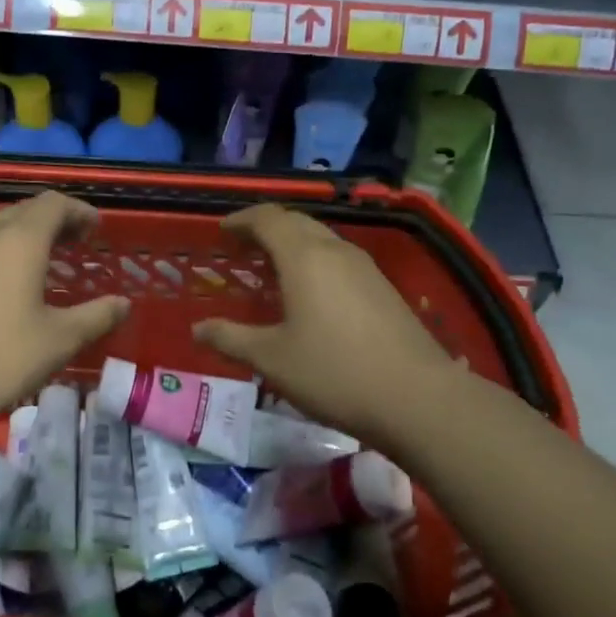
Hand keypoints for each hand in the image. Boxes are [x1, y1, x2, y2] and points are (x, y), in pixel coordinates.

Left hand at [0, 192, 129, 433]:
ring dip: (27, 234)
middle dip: (56, 221)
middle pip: (26, 210)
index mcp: (20, 239)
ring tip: (46, 260)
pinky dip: (3, 250)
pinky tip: (7, 281)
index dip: (80, 211)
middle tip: (77, 243)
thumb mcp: (57, 341)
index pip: (55, 204)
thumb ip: (96, 316)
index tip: (96, 229)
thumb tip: (123, 303)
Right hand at [192, 205, 457, 449]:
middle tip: (244, 247)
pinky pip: (339, 259)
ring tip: (274, 267)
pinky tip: (312, 293)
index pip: (267, 218)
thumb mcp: (272, 359)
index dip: (242, 220)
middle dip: (267, 227)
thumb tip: (197, 328)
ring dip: (294, 243)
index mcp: (304, 257)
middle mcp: (335, 251)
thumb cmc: (334, 372)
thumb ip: (230, 339)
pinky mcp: (384, 289)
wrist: (418, 398)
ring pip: (322, 239)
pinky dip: (316, 261)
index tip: (223, 231)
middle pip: (297, 222)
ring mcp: (365, 268)